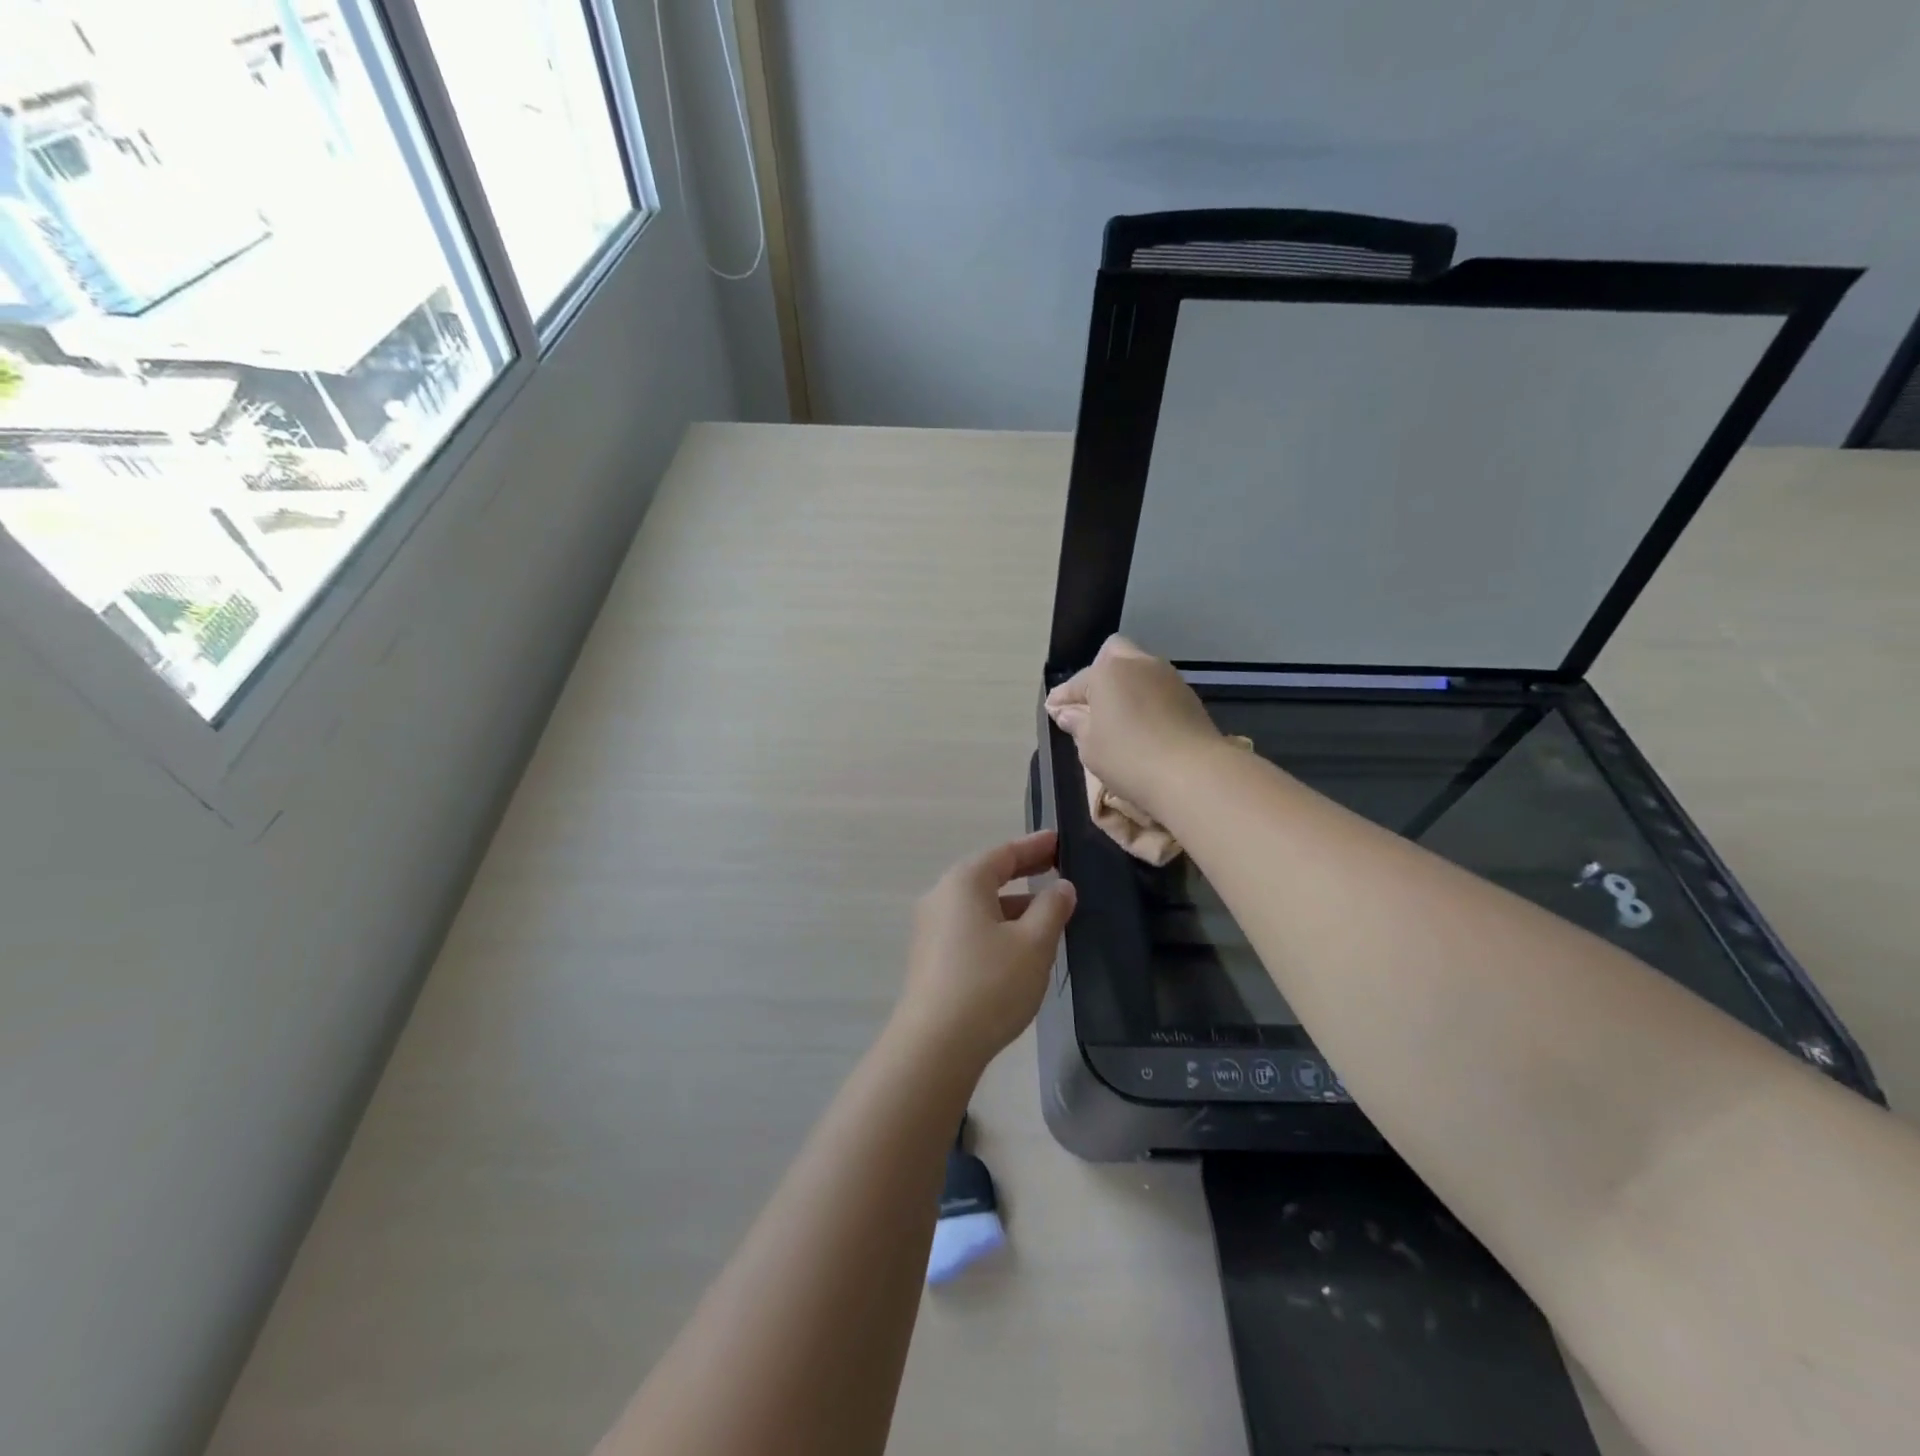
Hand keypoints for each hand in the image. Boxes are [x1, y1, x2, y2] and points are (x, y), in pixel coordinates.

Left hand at [896, 831, 1076, 1071]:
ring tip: (1046, 913)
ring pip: (979, 905)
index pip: (1004, 853)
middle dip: (1023, 872)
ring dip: (1012, 904)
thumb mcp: (1033, 944)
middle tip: (1056, 867)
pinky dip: (996, 925)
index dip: (1035, 846)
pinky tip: (1018, 946)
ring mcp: (930, 928)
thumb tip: (1061, 887)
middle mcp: (941, 897)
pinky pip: (969, 928)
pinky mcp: (930, 958)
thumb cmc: (990, 984)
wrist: (936, 1045)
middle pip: (988, 875)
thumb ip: (1052, 909)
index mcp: (963, 882)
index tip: (1059, 840)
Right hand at [1044, 635, 1221, 821]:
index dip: (1063, 697)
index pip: (1078, 681)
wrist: (1192, 773)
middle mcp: (1140, 664)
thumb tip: (1067, 712)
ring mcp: (1169, 678)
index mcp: (1109, 671)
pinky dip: (1146, 700)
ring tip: (1117, 716)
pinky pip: (1158, 690)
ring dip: (1126, 686)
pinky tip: (1142, 724)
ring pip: (1140, 670)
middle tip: (1090, 704)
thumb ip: (1076, 723)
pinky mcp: (1190, 697)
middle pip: (1114, 655)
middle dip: (1099, 674)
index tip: (1054, 712)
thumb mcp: (1089, 745)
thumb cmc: (1128, 756)